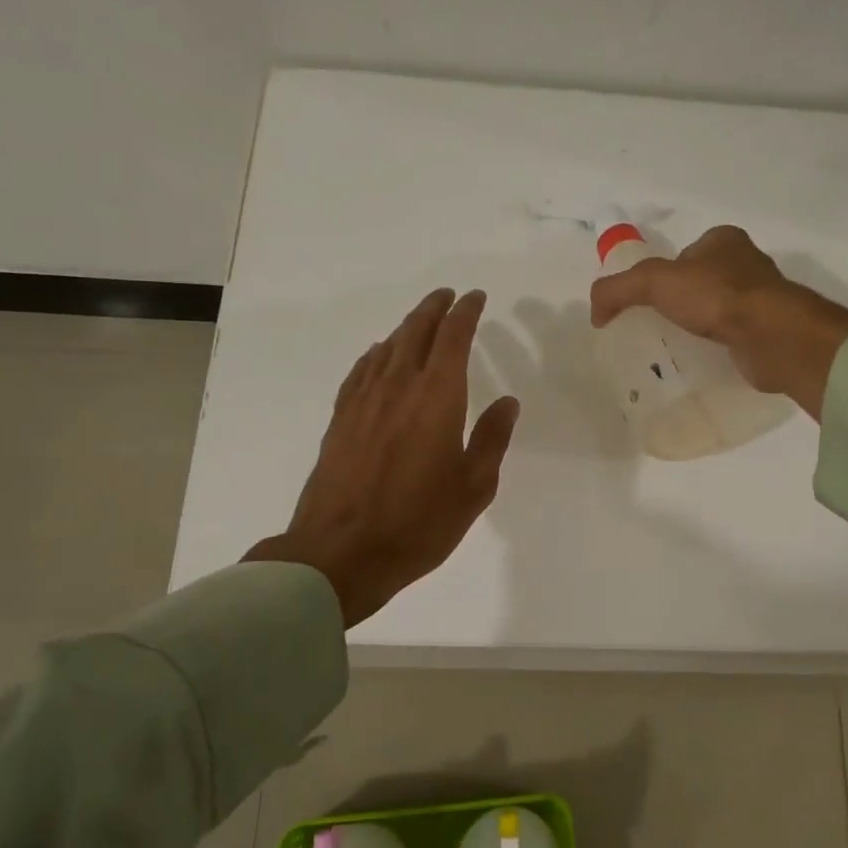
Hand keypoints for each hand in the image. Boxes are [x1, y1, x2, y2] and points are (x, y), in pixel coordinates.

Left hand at [245, 289, 518, 627]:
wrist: (341, 551)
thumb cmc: (418, 523)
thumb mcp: (473, 487)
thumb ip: (492, 439)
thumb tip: (507, 402)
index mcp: (437, 397)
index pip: (453, 338)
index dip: (466, 313)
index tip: (476, 298)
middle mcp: (398, 387)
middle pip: (415, 332)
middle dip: (434, 309)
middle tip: (448, 296)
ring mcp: (364, 402)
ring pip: (386, 348)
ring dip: (406, 327)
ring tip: (419, 321)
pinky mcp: (341, 420)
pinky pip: (361, 371)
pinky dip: (375, 354)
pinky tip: (378, 356)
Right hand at [588, 225, 847, 419]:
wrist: (772, 336)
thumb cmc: (717, 297)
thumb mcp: (654, 283)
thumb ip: (618, 289)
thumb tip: (595, 311)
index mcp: (723, 240)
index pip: (684, 254)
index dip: (663, 275)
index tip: (648, 302)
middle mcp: (746, 264)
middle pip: (701, 282)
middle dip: (682, 302)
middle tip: (658, 328)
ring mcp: (761, 298)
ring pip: (718, 309)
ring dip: (700, 325)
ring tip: (677, 347)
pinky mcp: (768, 330)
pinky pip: (733, 336)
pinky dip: (718, 346)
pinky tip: (703, 359)